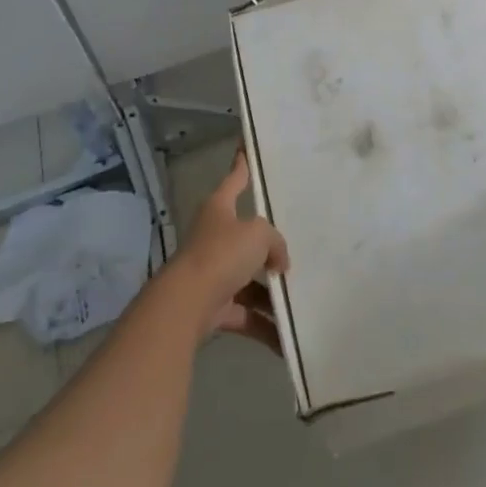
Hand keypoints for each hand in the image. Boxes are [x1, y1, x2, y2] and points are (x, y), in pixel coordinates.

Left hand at [169, 149, 289, 351]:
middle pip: (246, 237)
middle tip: (294, 249)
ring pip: (249, 280)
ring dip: (271, 294)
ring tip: (300, 300)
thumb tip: (278, 262)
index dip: (242, 164)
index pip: (234, 179)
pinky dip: (265, 326)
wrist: (185, 306)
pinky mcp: (213, 308)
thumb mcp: (258, 234)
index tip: (245, 147)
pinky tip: (287, 338)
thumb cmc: (220, 255)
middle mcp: (214, 237)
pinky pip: (246, 315)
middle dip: (268, 248)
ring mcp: (213, 273)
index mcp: (219, 209)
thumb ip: (274, 241)